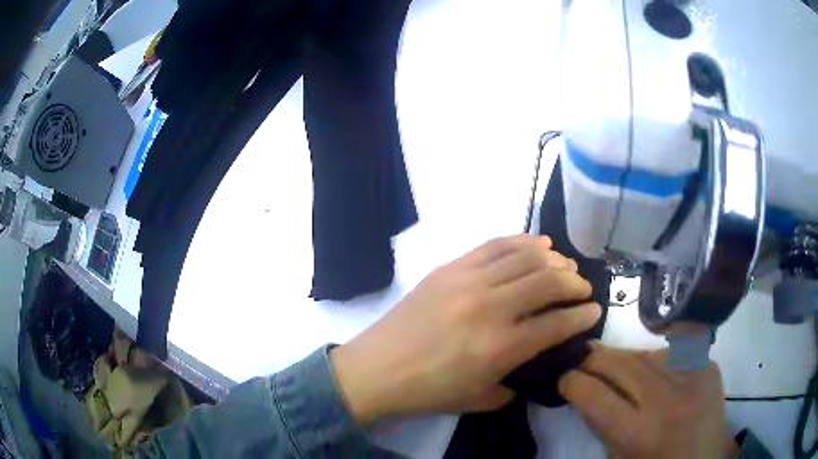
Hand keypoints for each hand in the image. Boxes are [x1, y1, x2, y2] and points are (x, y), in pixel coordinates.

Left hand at [331, 235, 600, 424]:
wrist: (377, 369)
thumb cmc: (429, 391)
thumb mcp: (480, 400)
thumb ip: (514, 383)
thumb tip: (533, 363)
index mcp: (501, 347)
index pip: (557, 323)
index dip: (582, 315)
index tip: (594, 310)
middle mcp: (491, 308)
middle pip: (548, 282)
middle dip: (574, 283)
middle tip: (583, 288)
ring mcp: (468, 281)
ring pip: (525, 257)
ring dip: (553, 260)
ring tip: (565, 265)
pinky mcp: (450, 267)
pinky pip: (494, 245)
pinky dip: (522, 241)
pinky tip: (538, 244)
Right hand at [559, 343, 736, 458]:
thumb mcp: (620, 458)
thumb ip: (602, 424)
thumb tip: (585, 390)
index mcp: (638, 434)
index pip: (594, 395)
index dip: (571, 382)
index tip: (563, 379)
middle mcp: (666, 399)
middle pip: (621, 364)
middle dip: (593, 358)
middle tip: (581, 357)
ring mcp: (692, 375)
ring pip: (645, 352)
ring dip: (624, 357)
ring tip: (613, 362)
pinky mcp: (707, 363)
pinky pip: (673, 348)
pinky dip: (655, 355)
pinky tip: (651, 365)